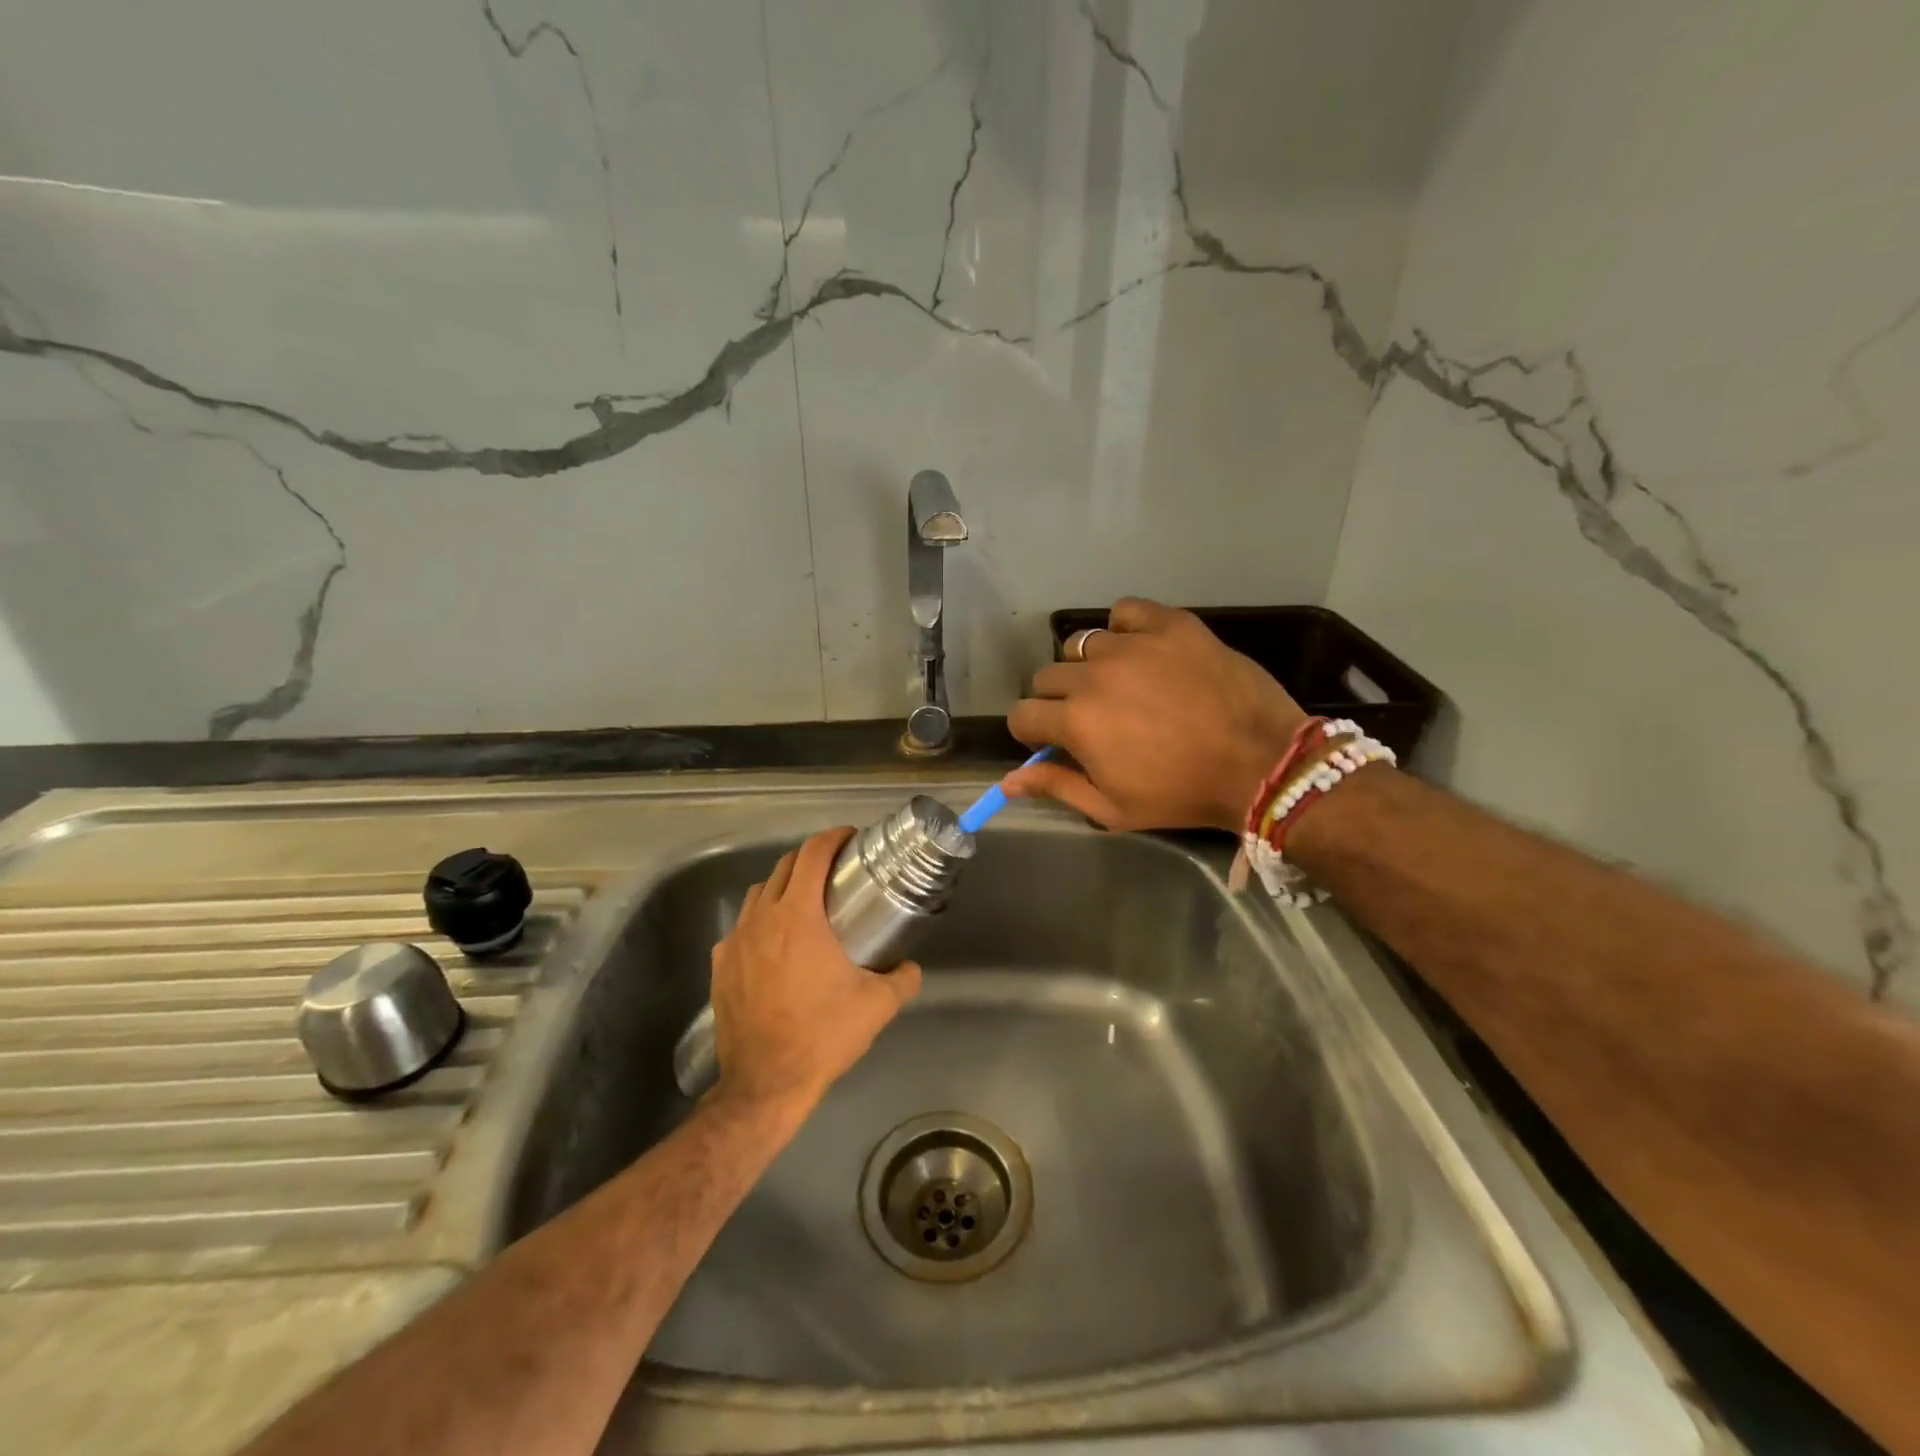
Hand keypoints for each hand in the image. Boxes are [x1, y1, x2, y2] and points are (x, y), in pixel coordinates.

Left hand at [709, 826, 921, 1114]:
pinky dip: (761, 921)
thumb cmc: (823, 1035)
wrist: (765, 1083)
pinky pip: (742, 927)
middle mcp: (763, 918)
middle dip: (811, 858)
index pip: (813, 855)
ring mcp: (736, 941)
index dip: (833, 838)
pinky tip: (775, 945)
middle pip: (784, 866)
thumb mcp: (877, 1006)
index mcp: (799, 916)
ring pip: (759, 893)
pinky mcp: (720, 966)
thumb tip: (910, 967)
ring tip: (805, 903)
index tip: (850, 838)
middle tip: (836, 870)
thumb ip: (903, 979)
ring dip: (783, 886)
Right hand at [1005, 598, 1305, 832]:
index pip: (1022, 714)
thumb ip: (1057, 787)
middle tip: (1092, 718)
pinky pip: (1126, 612)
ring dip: (1090, 666)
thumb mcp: (1113, 808)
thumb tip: (1007, 781)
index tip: (1054, 742)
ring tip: (1121, 684)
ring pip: (1083, 644)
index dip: (1032, 732)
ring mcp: (1133, 644)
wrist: (1262, 764)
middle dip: (1058, 700)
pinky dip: (1126, 628)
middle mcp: (1094, 675)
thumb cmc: (1183, 794)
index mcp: (1076, 721)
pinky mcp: (1170, 624)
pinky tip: (1142, 650)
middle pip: (1047, 677)